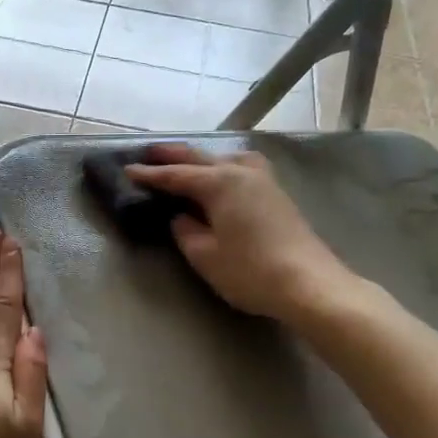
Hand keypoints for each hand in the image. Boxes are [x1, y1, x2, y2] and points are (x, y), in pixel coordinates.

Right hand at [126, 144, 351, 321]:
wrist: (309, 284)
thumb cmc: (250, 270)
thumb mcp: (205, 255)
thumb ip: (186, 231)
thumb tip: (181, 218)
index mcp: (220, 182)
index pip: (176, 175)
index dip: (150, 174)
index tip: (128, 169)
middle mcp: (241, 172)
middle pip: (201, 158)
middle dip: (173, 156)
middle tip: (149, 153)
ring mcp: (264, 181)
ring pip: (226, 158)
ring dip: (203, 158)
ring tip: (186, 162)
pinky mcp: (277, 194)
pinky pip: (242, 168)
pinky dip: (224, 166)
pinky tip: (223, 176)